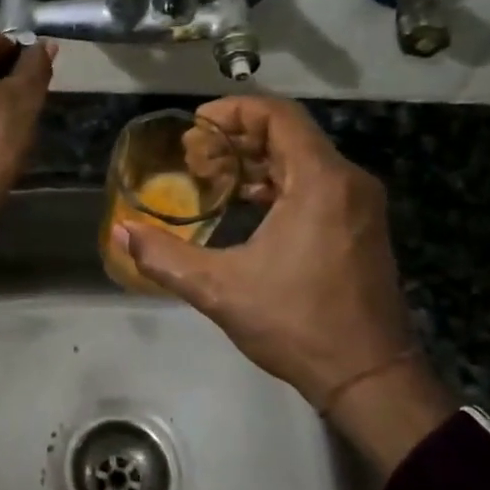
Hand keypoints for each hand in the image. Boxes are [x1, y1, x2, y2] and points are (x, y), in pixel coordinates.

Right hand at [114, 96, 454, 475]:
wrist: (370, 378)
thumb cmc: (297, 325)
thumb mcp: (220, 289)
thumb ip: (164, 256)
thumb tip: (120, 231)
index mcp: (320, 182)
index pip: (278, 115)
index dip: (233, 111)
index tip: (195, 126)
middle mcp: (347, 181)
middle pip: (288, 133)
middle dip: (236, 137)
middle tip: (193, 156)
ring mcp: (359, 204)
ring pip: (302, 158)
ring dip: (255, 159)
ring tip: (211, 176)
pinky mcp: (360, 225)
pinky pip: (315, 182)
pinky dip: (278, 181)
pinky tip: (246, 203)